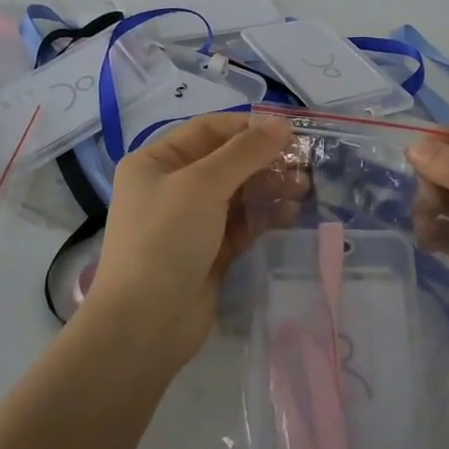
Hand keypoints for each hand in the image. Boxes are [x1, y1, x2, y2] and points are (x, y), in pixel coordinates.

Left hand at [85, 112, 296, 365]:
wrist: (144, 325)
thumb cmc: (165, 240)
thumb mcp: (203, 186)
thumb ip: (244, 153)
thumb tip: (281, 123)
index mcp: (156, 162)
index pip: (207, 130)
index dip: (247, 127)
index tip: (289, 130)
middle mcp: (171, 186)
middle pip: (225, 161)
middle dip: (264, 159)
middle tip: (304, 162)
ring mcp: (190, 221)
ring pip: (238, 193)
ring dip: (269, 186)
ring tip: (303, 187)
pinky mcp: (209, 251)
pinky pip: (242, 224)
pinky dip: (265, 216)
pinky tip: (290, 213)